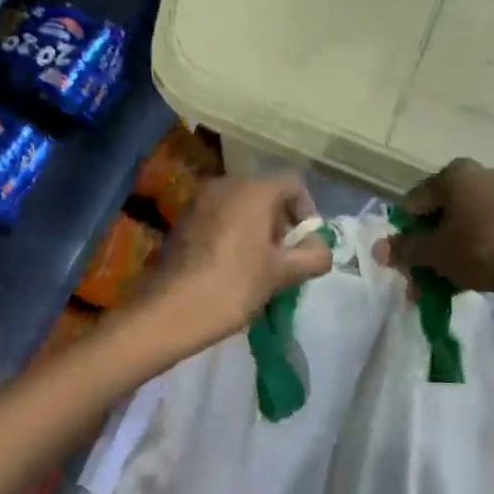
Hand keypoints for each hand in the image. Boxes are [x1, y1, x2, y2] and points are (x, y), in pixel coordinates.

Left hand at [152, 175, 335, 346]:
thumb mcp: (283, 273)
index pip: (294, 185)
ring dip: (257, 231)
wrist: (173, 309)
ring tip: (260, 267)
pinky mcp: (184, 221)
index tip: (306, 245)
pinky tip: (232, 267)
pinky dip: (233, 235)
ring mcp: (200, 201)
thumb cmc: (235, 284)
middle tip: (285, 259)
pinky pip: (220, 219)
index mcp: (254, 189)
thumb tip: (321, 248)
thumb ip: (314, 256)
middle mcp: (226, 185)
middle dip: (281, 224)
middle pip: (267, 194)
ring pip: (242, 207)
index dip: (308, 212)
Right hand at [380, 159, 493, 298]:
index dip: (404, 235)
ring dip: (446, 256)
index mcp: (454, 174)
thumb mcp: (434, 252)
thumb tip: (379, 250)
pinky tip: (464, 281)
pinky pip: (484, 234)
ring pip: (461, 228)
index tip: (403, 264)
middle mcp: (479, 176)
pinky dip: (470, 254)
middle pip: (438, 215)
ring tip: (439, 288)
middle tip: (418, 281)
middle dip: (425, 250)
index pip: (413, 203)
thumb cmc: (480, 248)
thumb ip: (405, 249)